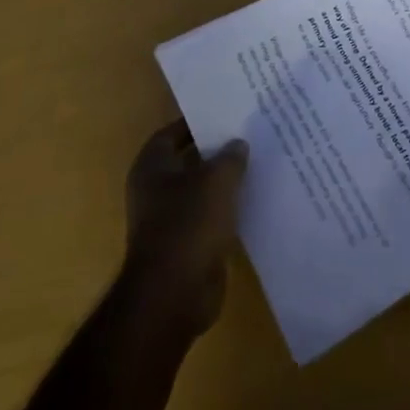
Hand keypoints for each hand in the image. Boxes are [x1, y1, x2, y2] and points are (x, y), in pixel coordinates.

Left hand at [121, 121, 247, 342]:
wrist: (175, 293)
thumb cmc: (189, 224)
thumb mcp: (217, 180)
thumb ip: (230, 157)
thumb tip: (237, 143)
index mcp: (151, 169)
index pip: (170, 134)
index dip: (195, 123)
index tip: (225, 115)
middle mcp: (155, 192)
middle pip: (187, 161)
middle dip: (215, 151)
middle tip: (248, 136)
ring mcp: (169, 220)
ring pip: (201, 190)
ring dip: (224, 181)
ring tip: (257, 164)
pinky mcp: (186, 245)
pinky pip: (209, 217)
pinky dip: (227, 209)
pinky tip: (253, 200)